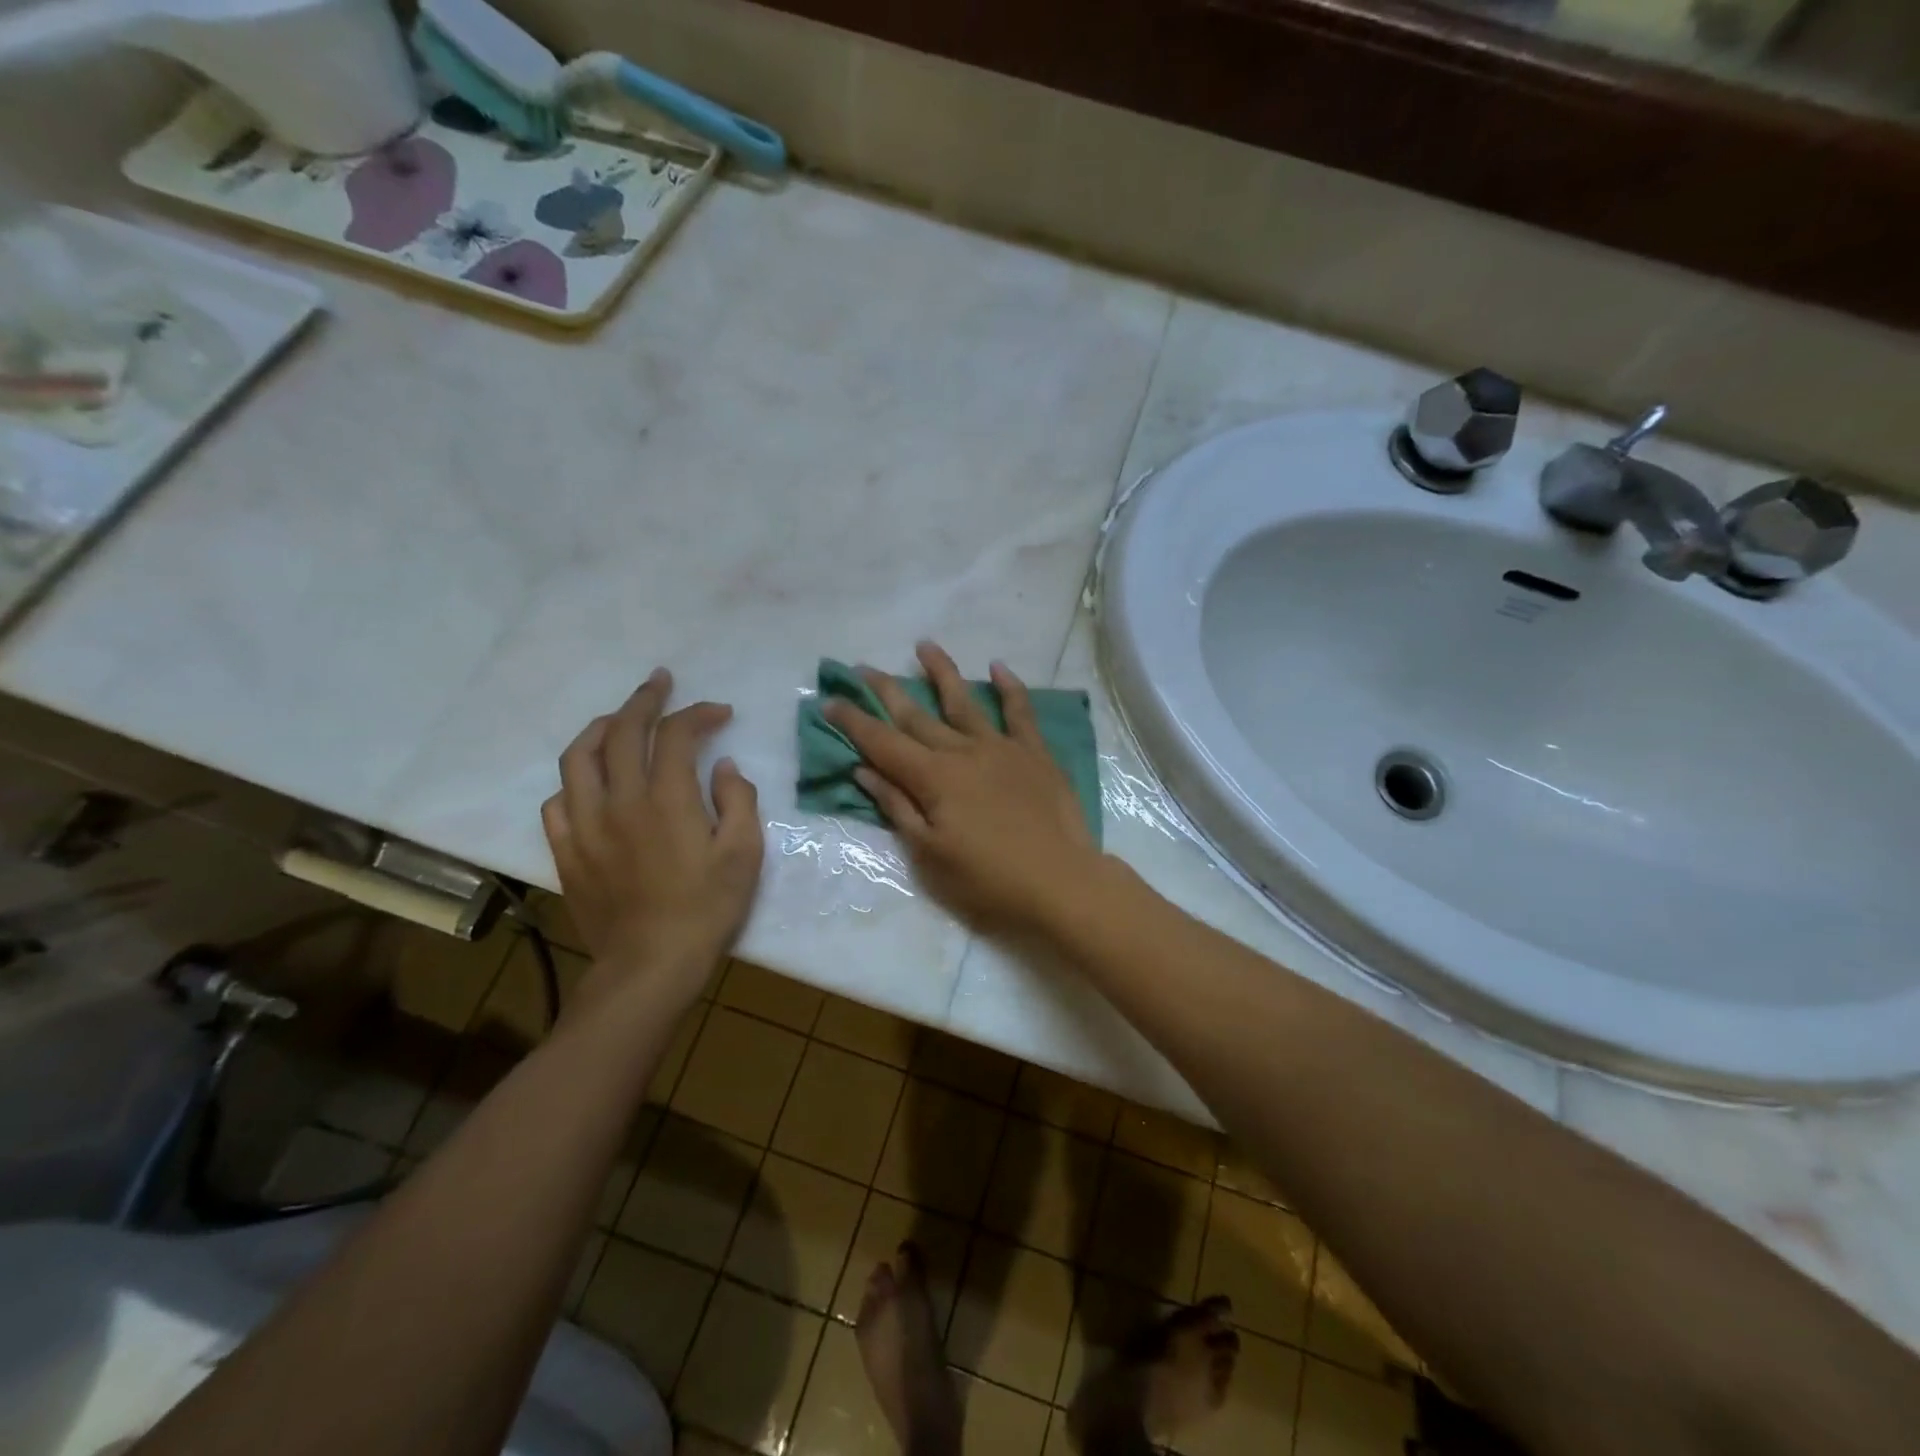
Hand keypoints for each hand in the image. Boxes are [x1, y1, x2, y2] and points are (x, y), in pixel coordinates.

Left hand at [542, 669, 763, 1009]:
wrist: (650, 964)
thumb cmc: (706, 909)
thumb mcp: (745, 854)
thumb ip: (738, 800)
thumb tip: (722, 766)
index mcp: (667, 799)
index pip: (676, 734)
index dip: (698, 713)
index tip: (720, 713)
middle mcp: (619, 801)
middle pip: (622, 732)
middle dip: (644, 700)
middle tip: (660, 683)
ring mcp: (585, 825)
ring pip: (578, 758)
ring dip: (601, 729)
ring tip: (619, 720)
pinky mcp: (567, 851)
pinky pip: (558, 802)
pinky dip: (575, 781)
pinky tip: (591, 783)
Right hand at [824, 641, 1101, 936]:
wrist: (1060, 883)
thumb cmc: (988, 881)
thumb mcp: (930, 856)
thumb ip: (898, 808)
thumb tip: (864, 770)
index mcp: (933, 779)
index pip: (882, 743)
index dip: (853, 722)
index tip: (830, 700)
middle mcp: (963, 752)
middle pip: (917, 716)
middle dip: (887, 691)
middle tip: (863, 668)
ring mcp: (1002, 748)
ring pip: (965, 702)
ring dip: (942, 672)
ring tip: (924, 645)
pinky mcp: (1035, 754)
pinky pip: (1020, 712)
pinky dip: (1010, 688)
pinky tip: (998, 667)